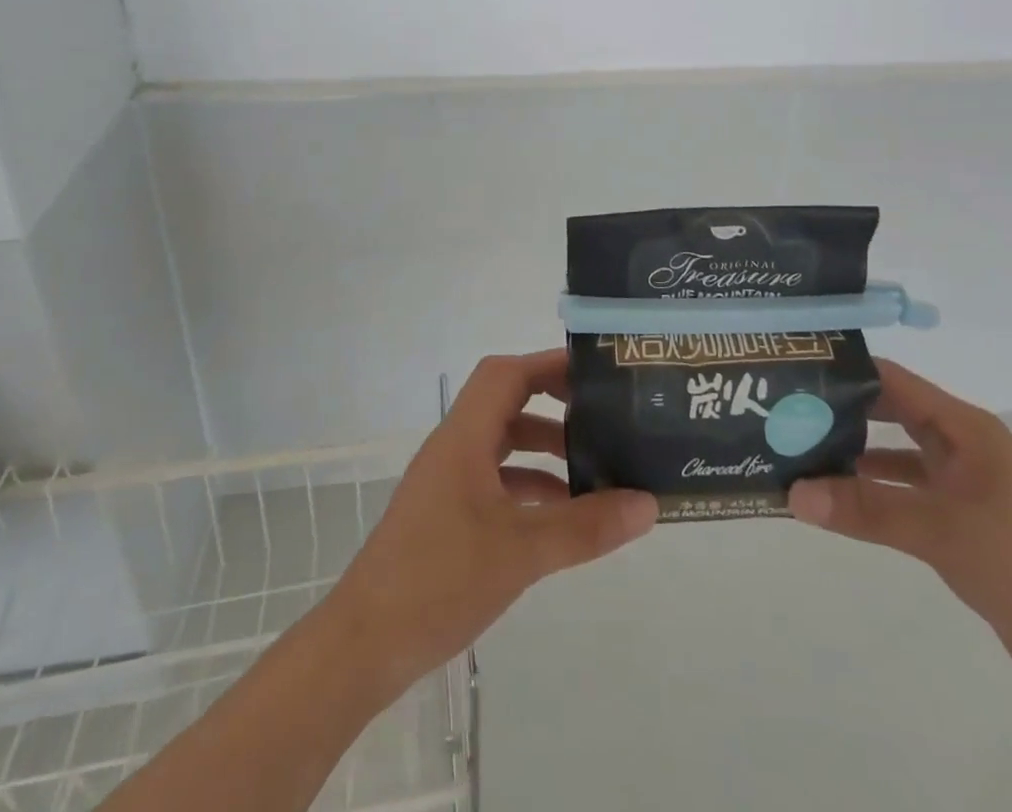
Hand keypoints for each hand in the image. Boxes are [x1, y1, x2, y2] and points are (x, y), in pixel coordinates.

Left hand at [327, 350, 657, 697]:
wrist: (364, 646)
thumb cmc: (439, 579)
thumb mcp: (521, 552)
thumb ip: (585, 526)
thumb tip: (648, 503)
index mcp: (464, 437)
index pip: (507, 374)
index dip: (549, 365)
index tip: (594, 374)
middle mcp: (454, 447)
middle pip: (506, 403)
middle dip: (553, 405)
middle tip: (600, 417)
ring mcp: (448, 481)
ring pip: (502, 444)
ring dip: (543, 449)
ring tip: (593, 468)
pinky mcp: (446, 514)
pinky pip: (495, 480)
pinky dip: (528, 486)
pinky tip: (560, 514)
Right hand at [789, 360, 1011, 704]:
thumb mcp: (938, 531)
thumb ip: (864, 509)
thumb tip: (791, 493)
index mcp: (966, 429)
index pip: (895, 382)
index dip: (848, 372)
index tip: (798, 371)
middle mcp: (963, 445)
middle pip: (892, 412)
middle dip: (844, 412)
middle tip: (789, 411)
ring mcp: (963, 482)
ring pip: (896, 452)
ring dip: (855, 453)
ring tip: (802, 451)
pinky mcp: (960, 517)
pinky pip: (905, 489)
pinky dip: (873, 489)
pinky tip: (838, 496)